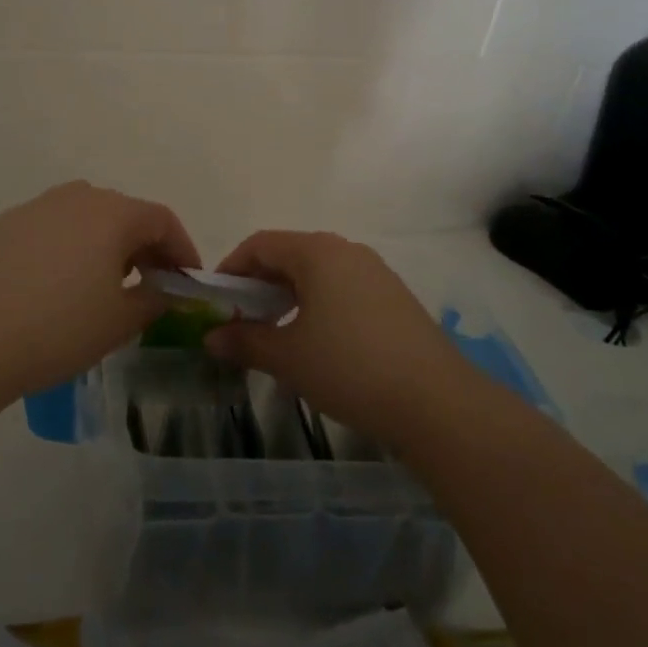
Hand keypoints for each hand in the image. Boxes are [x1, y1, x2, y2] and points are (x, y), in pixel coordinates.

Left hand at [0, 181, 199, 407]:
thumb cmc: (58, 330)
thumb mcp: (120, 322)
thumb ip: (155, 298)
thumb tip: (164, 288)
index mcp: (112, 213)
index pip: (162, 220)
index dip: (182, 250)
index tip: (188, 281)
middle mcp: (75, 197)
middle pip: (123, 214)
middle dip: (144, 247)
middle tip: (149, 284)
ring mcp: (34, 208)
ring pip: (84, 218)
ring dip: (103, 245)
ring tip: (102, 285)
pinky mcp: (2, 226)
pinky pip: (49, 230)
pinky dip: (66, 249)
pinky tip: (53, 287)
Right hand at [204, 231, 468, 447]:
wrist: (437, 402)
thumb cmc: (350, 368)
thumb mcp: (289, 357)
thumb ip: (245, 342)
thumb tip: (210, 338)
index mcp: (317, 252)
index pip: (260, 244)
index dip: (231, 269)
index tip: (217, 302)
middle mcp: (347, 251)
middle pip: (289, 255)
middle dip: (259, 285)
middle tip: (242, 322)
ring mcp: (375, 272)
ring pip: (318, 273)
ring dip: (288, 296)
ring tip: (276, 334)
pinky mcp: (394, 297)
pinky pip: (343, 288)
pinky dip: (318, 305)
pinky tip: (318, 342)